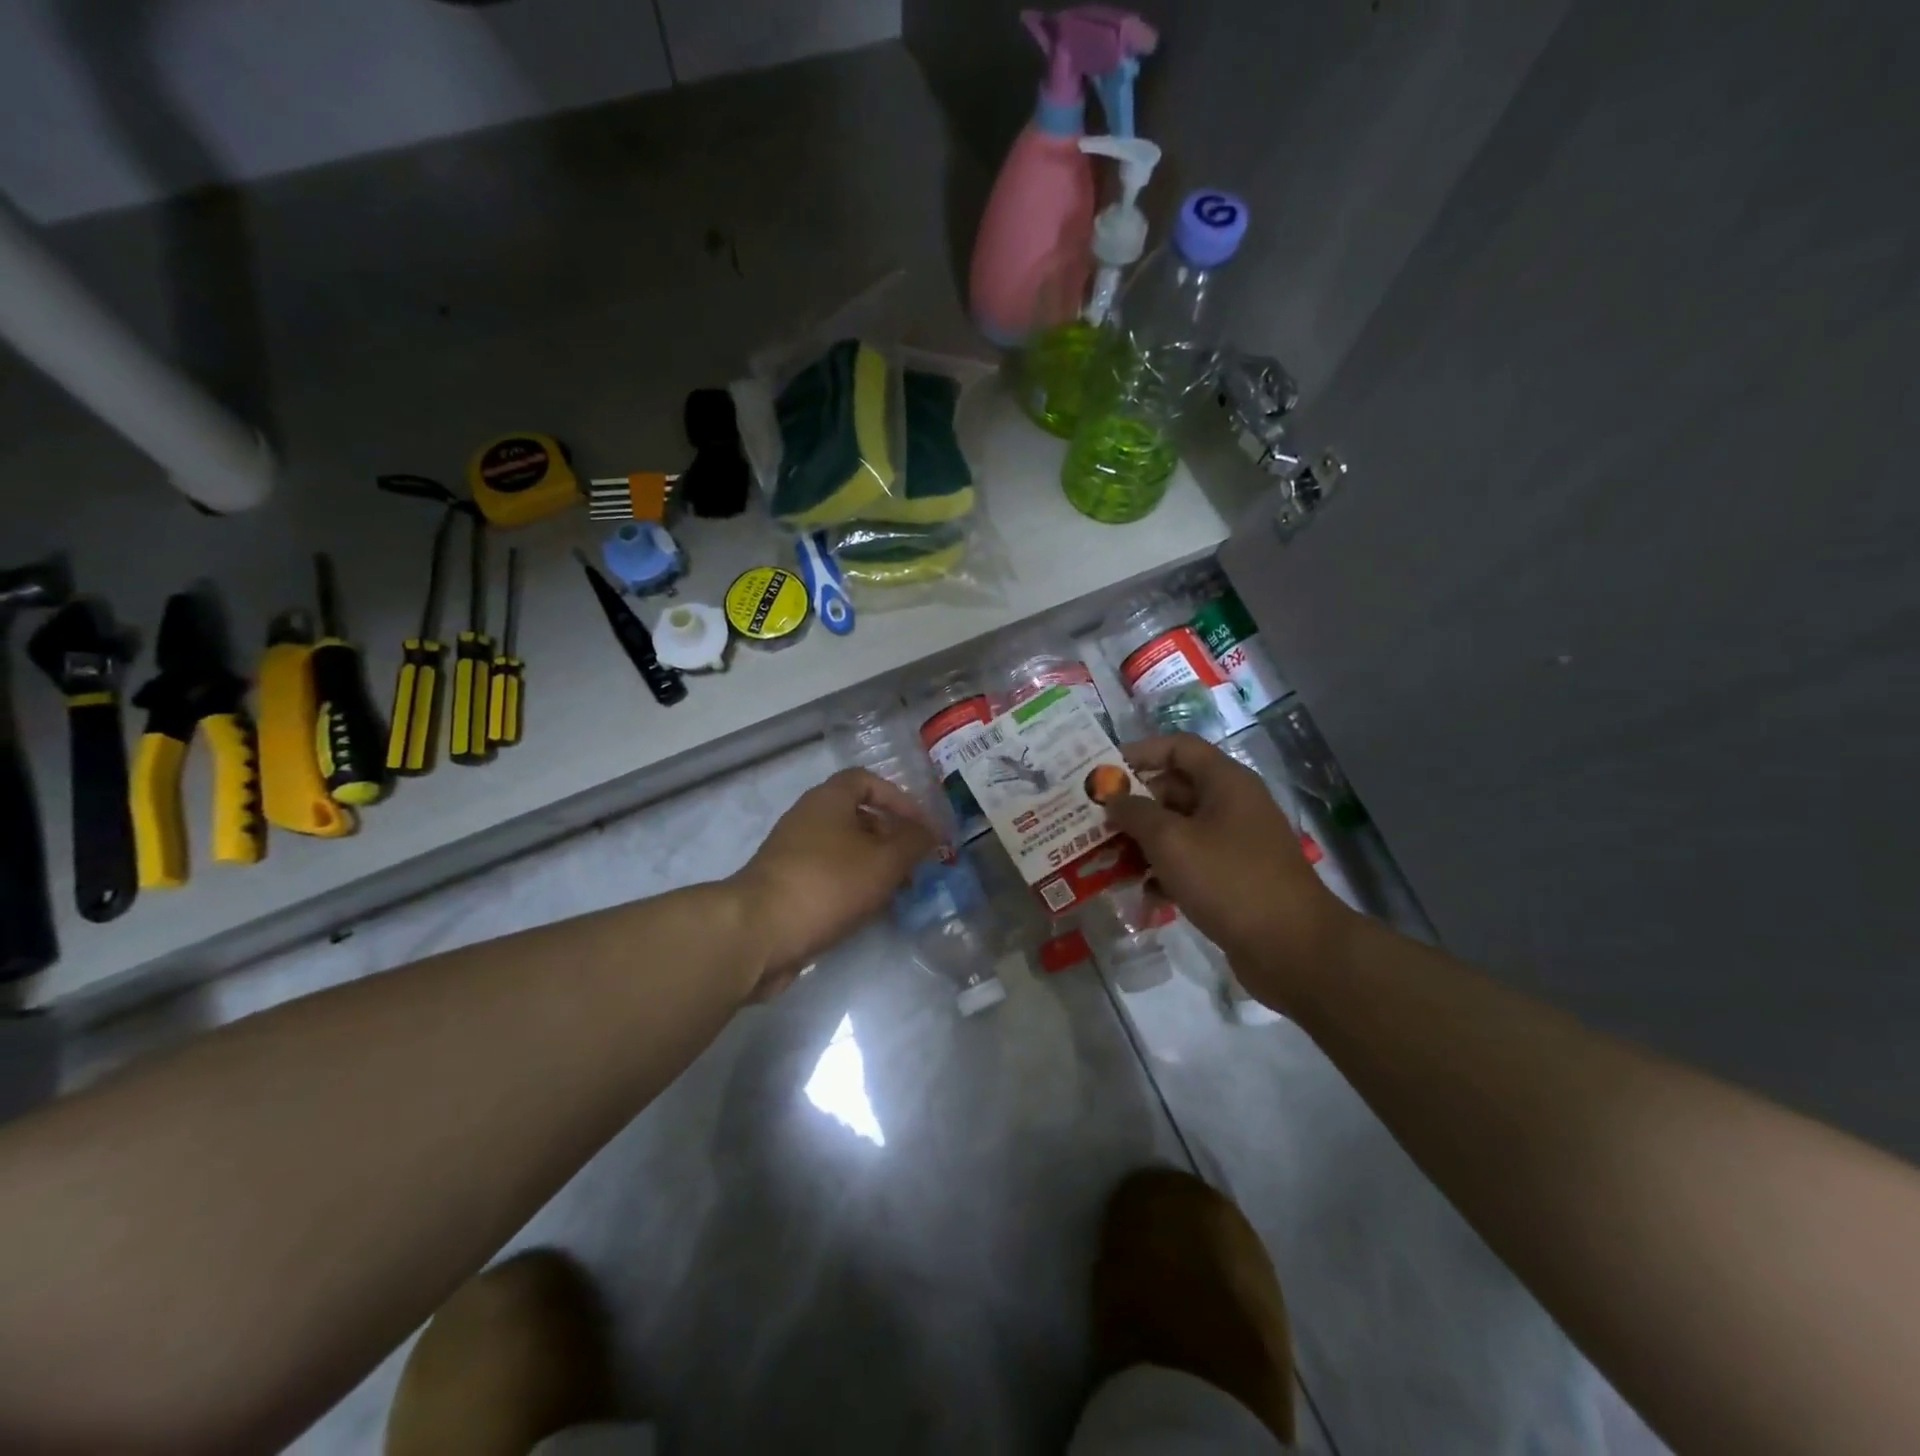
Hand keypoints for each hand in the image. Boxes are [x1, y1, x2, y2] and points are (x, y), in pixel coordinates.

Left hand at [727, 768, 938, 999]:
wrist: (759, 932)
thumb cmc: (827, 884)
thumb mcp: (884, 860)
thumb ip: (914, 842)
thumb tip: (931, 832)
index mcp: (829, 800)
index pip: (868, 780)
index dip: (899, 799)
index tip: (922, 826)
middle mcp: (808, 818)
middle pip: (858, 817)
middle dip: (892, 838)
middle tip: (917, 864)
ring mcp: (794, 853)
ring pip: (845, 850)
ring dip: (875, 866)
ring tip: (900, 892)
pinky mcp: (787, 886)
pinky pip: (829, 876)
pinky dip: (853, 887)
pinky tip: (870, 911)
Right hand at [1104, 735, 1353, 1012]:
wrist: (1292, 948)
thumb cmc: (1229, 880)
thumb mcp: (1172, 841)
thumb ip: (1135, 814)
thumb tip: (1113, 800)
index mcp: (1225, 782)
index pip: (1178, 748)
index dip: (1140, 753)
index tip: (1103, 774)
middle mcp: (1231, 806)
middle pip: (1174, 790)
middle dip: (1133, 807)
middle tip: (1094, 823)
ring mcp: (1234, 844)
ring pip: (1178, 831)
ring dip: (1143, 844)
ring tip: (1107, 862)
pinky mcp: (1233, 879)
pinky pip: (1190, 864)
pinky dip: (1165, 874)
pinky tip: (1142, 895)